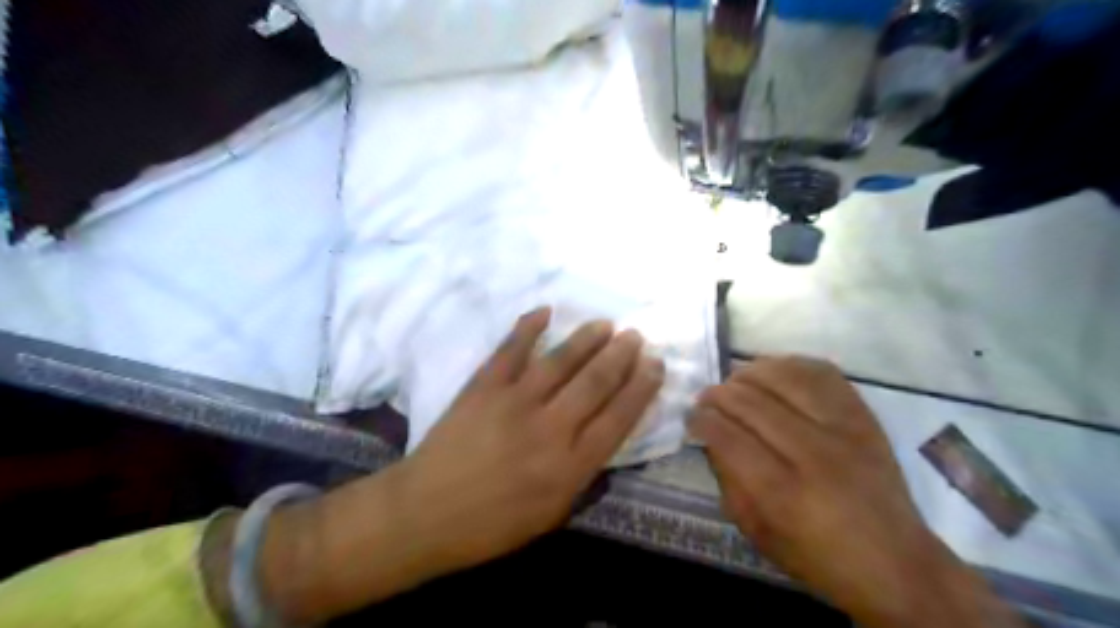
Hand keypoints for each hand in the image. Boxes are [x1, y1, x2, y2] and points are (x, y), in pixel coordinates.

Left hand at [397, 306, 656, 571]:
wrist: (425, 514)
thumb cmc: (491, 525)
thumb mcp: (551, 514)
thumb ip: (582, 474)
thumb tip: (603, 434)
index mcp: (570, 466)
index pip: (618, 417)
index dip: (641, 388)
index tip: (655, 365)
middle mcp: (550, 429)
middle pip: (596, 382)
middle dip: (621, 356)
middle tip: (635, 336)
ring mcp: (515, 402)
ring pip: (561, 361)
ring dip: (587, 339)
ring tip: (605, 324)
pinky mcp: (484, 387)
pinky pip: (511, 350)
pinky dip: (528, 327)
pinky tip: (545, 311)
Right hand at [692, 359, 1020, 626]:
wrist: (896, 561)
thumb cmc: (818, 555)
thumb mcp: (758, 532)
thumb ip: (728, 480)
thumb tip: (711, 436)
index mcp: (784, 493)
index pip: (729, 436)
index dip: (702, 420)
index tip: (692, 417)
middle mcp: (815, 454)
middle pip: (752, 403)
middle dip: (718, 395)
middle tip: (706, 399)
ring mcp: (844, 429)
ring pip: (784, 378)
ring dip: (749, 374)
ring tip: (735, 382)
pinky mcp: (864, 416)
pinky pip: (821, 372)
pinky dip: (789, 364)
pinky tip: (772, 373)